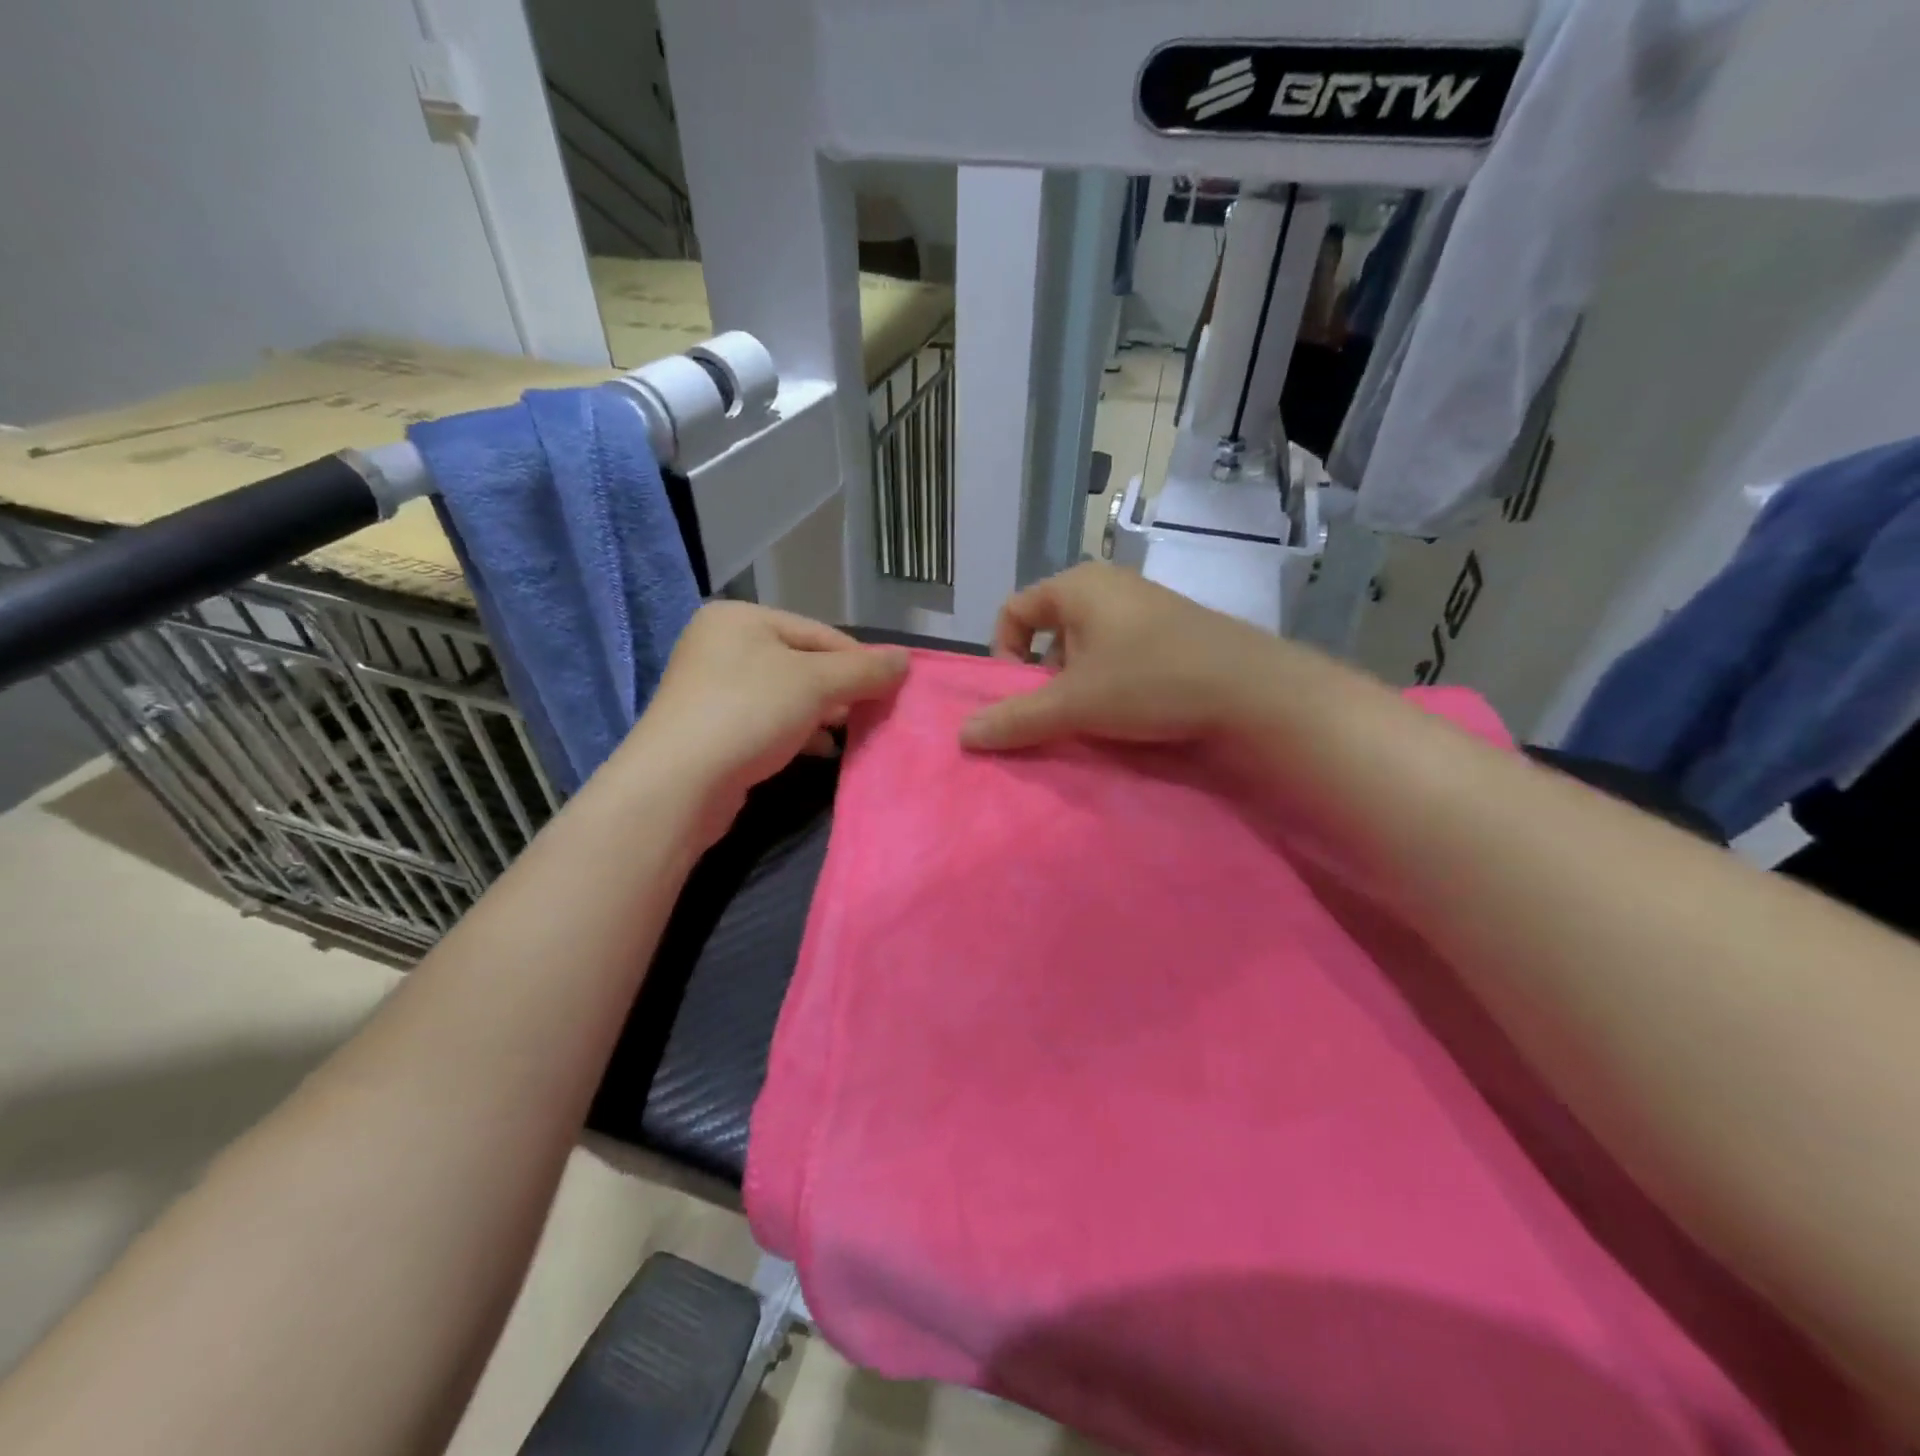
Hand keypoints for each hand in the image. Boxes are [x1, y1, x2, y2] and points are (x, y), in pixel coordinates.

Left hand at [627, 602, 907, 831]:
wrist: (679, 783)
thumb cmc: (749, 713)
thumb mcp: (816, 683)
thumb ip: (863, 670)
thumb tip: (905, 660)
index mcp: (741, 618)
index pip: (819, 632)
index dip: (859, 661)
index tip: (891, 689)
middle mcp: (722, 645)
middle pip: (802, 662)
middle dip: (839, 690)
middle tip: (871, 714)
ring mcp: (712, 688)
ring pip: (786, 694)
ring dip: (821, 713)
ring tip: (847, 734)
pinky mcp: (712, 727)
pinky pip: (767, 720)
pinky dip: (797, 732)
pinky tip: (820, 750)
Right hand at [959, 563, 1274, 751]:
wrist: (1250, 688)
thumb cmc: (1149, 681)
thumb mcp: (1074, 704)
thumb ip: (1016, 719)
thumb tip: (963, 735)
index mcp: (1076, 586)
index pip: (1013, 611)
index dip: (1003, 653)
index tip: (1019, 693)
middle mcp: (1108, 584)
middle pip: (1049, 628)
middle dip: (1044, 674)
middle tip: (1058, 710)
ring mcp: (1144, 604)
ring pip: (1087, 643)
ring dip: (1078, 680)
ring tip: (1095, 715)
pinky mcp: (1172, 628)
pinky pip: (1120, 649)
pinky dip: (1111, 678)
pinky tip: (1131, 709)